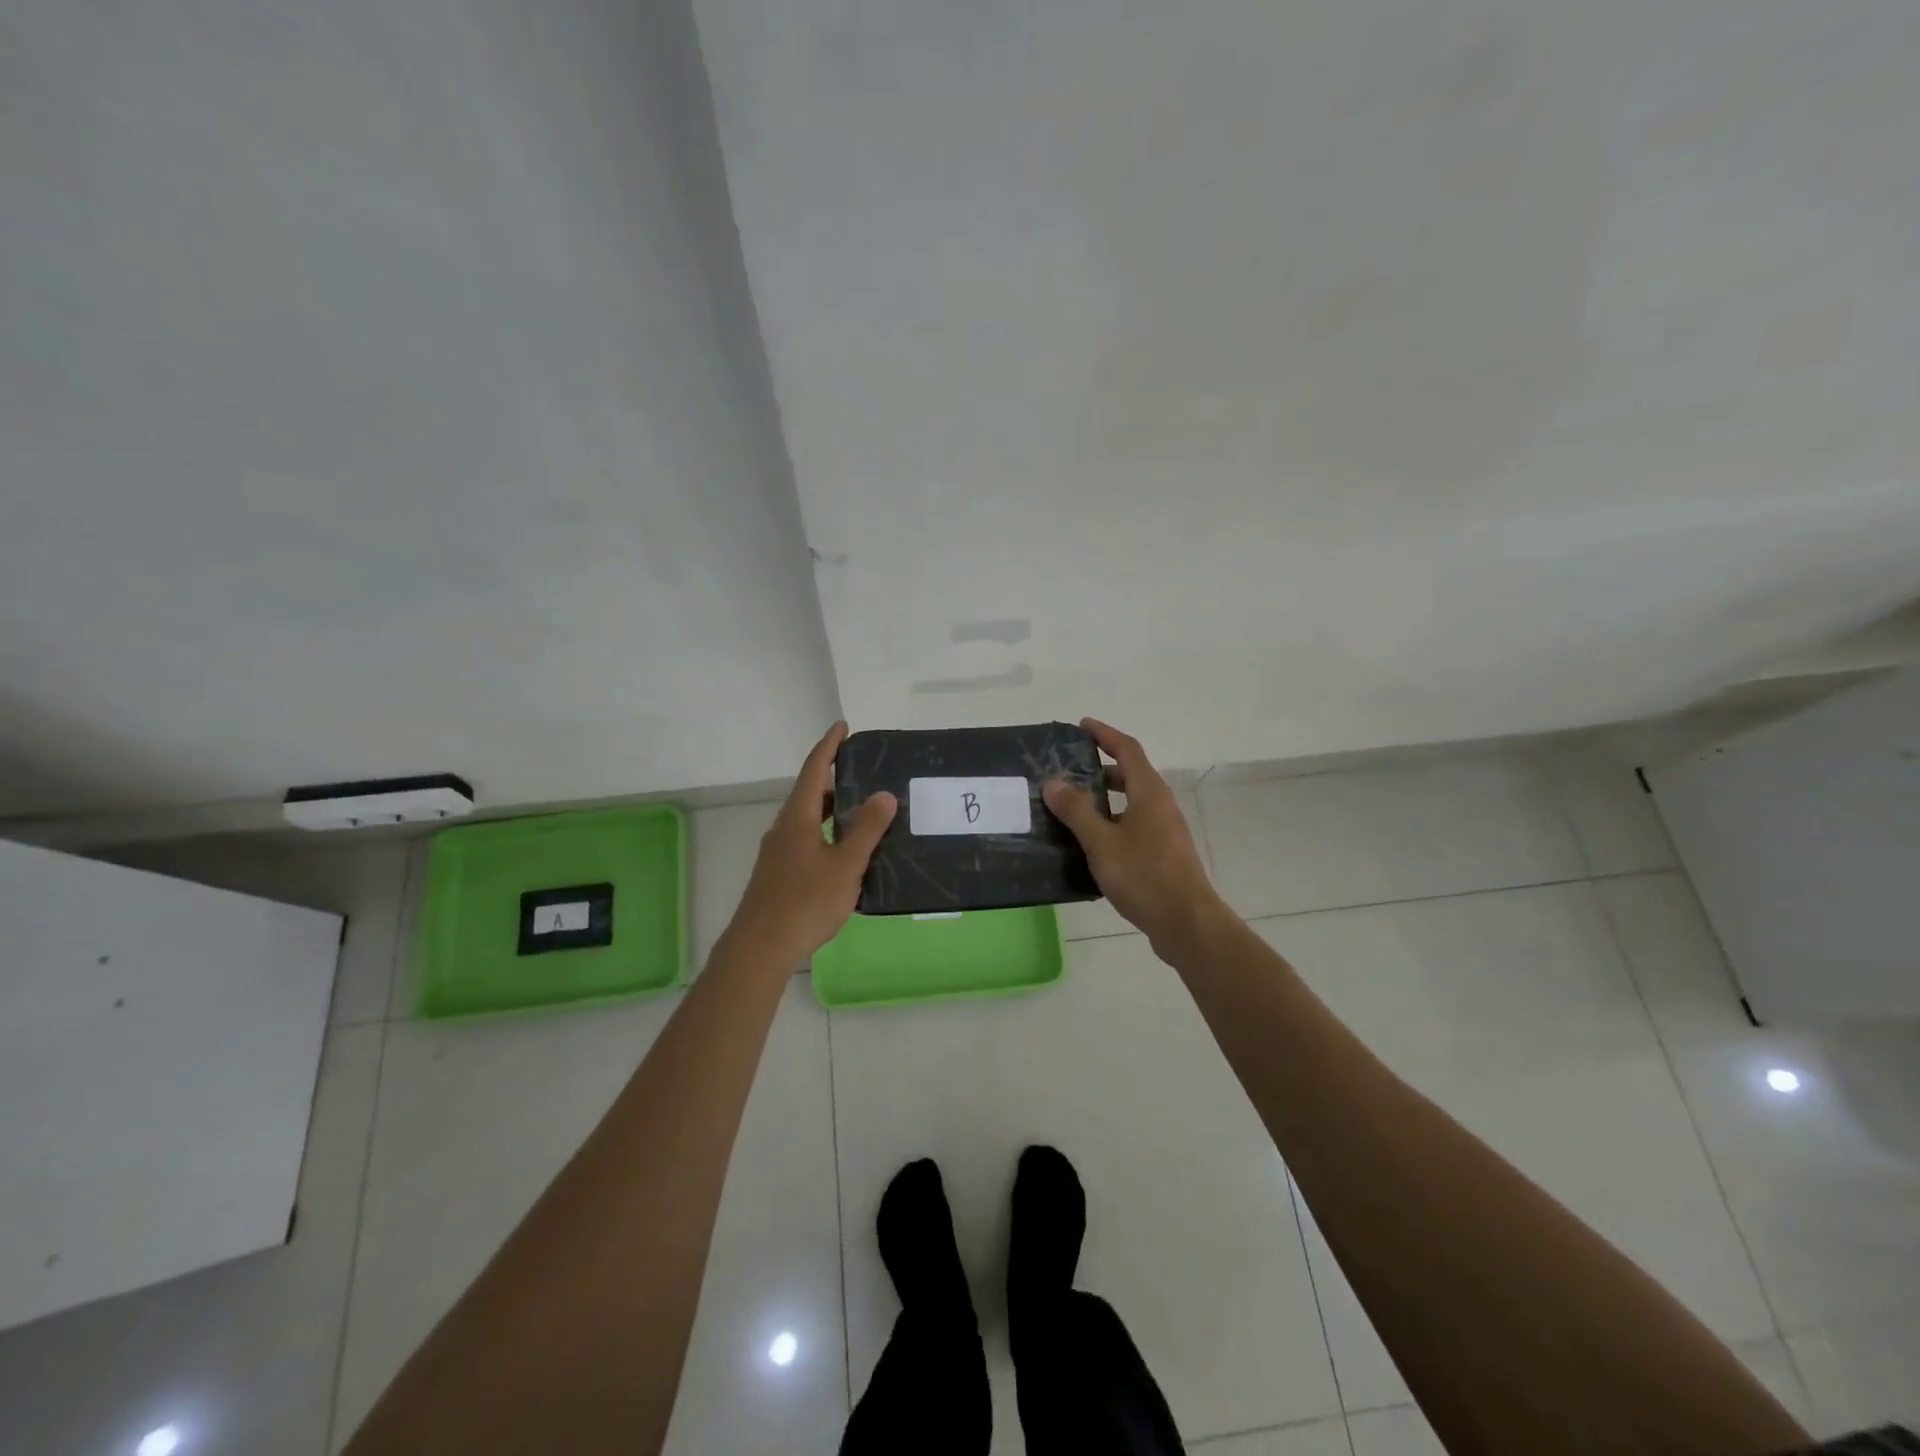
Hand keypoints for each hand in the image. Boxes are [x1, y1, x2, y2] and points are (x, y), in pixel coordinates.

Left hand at [722, 722, 896, 971]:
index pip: (814, 770)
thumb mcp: (845, 865)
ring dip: (833, 812)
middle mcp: (784, 829)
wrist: (760, 947)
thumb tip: (883, 794)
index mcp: (797, 818)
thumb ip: (866, 829)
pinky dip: (827, 835)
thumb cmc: (805, 901)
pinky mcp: (778, 874)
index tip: (843, 727)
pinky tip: (846, 855)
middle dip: (835, 781)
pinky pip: (806, 841)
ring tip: (863, 815)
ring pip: (808, 820)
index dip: (829, 747)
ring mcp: (778, 853)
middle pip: (810, 794)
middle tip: (865, 775)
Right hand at [1043, 718, 1226, 953]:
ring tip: (1071, 807)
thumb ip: (1077, 810)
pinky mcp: (1163, 854)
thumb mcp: (1102, 841)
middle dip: (1100, 768)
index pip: (1127, 749)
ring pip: (1131, 803)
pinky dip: (1111, 823)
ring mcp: (1164, 831)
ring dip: (1104, 799)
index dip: (1104, 734)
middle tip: (1068, 771)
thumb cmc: (1144, 875)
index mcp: (1149, 792)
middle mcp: (1160, 805)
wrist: (1187, 923)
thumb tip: (1054, 782)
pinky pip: (1133, 826)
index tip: (1082, 726)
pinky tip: (1090, 843)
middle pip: (1130, 774)